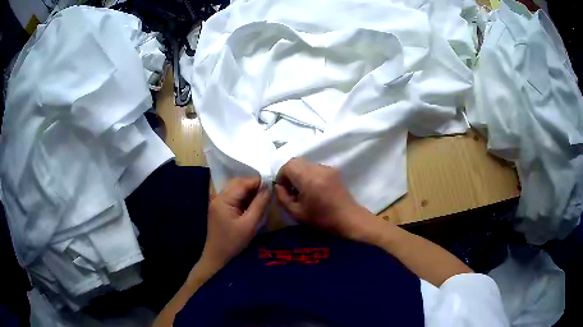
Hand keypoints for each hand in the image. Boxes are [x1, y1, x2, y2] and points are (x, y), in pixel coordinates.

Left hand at [200, 177, 270, 270]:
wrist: (217, 257)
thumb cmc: (233, 242)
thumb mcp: (250, 224)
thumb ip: (259, 204)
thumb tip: (269, 188)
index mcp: (224, 199)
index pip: (243, 183)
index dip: (258, 182)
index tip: (272, 184)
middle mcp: (218, 197)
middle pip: (238, 183)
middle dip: (253, 185)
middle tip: (268, 191)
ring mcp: (217, 203)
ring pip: (235, 189)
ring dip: (249, 191)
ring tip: (262, 197)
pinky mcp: (219, 209)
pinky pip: (233, 197)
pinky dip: (243, 198)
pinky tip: (252, 204)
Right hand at [274, 158, 374, 240]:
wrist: (348, 218)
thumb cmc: (322, 219)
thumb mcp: (296, 213)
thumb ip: (283, 198)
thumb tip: (278, 187)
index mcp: (309, 179)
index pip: (289, 166)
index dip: (281, 176)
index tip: (283, 189)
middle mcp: (318, 169)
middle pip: (296, 162)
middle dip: (289, 173)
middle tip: (290, 189)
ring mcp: (327, 168)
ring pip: (305, 164)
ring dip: (299, 173)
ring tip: (301, 190)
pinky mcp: (332, 171)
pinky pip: (314, 167)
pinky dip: (308, 174)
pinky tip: (312, 189)